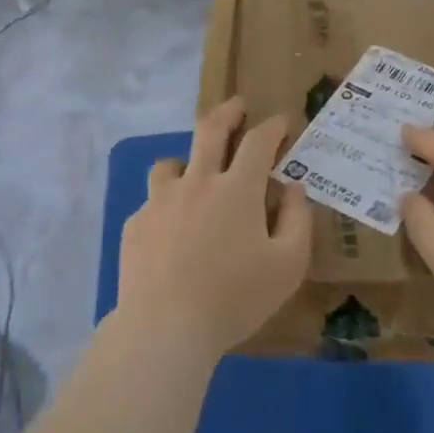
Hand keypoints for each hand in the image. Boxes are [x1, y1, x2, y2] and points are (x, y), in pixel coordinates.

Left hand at [117, 97, 312, 362]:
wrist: (165, 326)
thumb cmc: (235, 298)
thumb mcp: (288, 265)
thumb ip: (297, 219)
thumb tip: (293, 186)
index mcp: (237, 190)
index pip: (258, 142)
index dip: (273, 126)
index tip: (283, 120)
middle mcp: (197, 182)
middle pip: (210, 130)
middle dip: (228, 112)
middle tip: (238, 106)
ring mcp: (161, 200)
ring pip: (172, 162)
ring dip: (188, 159)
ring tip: (195, 173)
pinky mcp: (136, 223)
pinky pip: (153, 202)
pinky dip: (168, 205)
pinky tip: (171, 230)